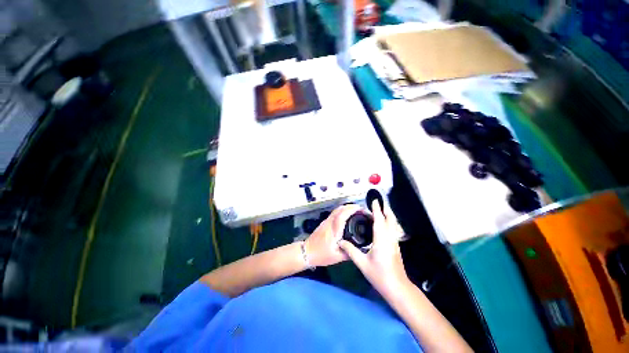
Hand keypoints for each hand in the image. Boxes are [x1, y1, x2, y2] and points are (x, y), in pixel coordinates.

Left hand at [305, 204, 361, 266]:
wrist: (307, 252)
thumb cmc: (321, 255)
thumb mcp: (337, 257)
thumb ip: (349, 253)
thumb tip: (360, 250)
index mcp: (334, 230)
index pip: (342, 215)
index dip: (352, 210)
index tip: (360, 209)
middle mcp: (329, 222)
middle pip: (340, 209)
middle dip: (351, 207)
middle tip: (361, 210)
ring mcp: (326, 221)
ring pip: (337, 210)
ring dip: (346, 208)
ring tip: (356, 211)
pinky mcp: (324, 223)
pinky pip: (334, 213)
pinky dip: (342, 211)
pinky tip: (347, 216)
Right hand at [339, 201, 408, 298]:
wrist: (397, 288)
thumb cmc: (379, 275)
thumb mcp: (362, 263)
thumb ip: (351, 251)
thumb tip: (340, 241)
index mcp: (381, 239)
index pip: (379, 220)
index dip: (377, 209)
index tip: (374, 200)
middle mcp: (390, 238)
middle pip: (390, 219)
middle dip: (386, 209)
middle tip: (379, 203)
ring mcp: (395, 242)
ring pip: (393, 224)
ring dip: (388, 215)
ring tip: (381, 210)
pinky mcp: (396, 246)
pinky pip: (393, 229)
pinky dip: (389, 222)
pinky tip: (383, 225)